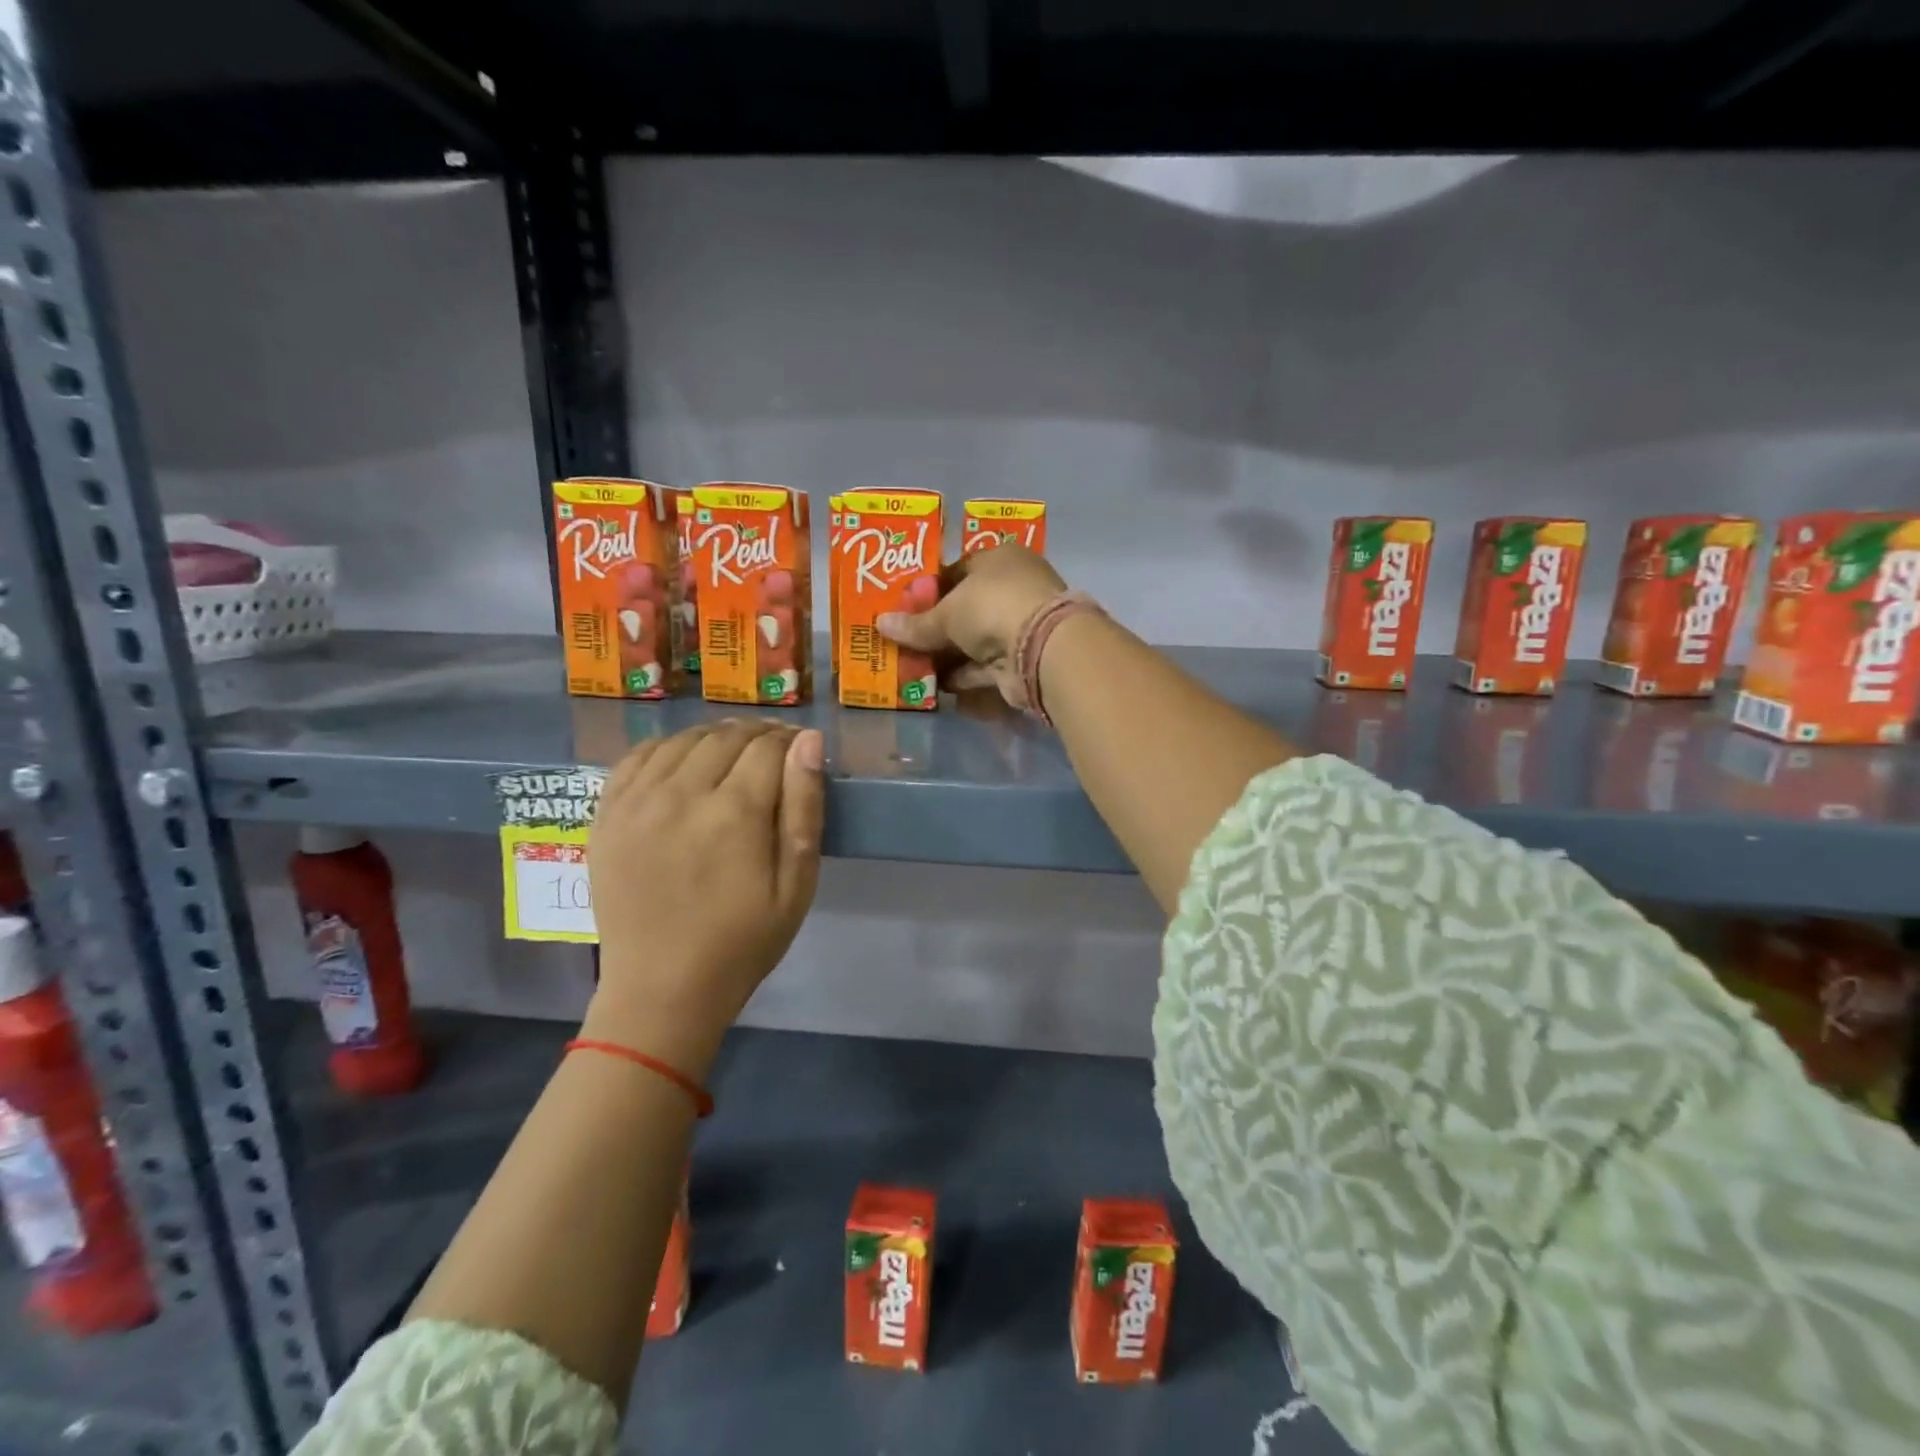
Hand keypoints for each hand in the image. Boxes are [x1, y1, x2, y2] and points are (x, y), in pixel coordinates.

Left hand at [583, 720, 824, 1076]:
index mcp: (735, 813)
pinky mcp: (606, 816)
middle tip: (772, 751)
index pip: (767, 746)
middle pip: (725, 737)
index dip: (789, 740)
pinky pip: (636, 757)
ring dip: (713, 737)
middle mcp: (681, 794)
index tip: (799, 749)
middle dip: (757, 735)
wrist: (662, 989)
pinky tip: (681, 761)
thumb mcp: (796, 884)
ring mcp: (636, 803)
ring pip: (681, 740)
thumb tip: (808, 741)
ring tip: (731, 753)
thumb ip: (804, 808)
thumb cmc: (743, 942)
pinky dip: (665, 748)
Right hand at [876, 544, 1065, 707]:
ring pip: (975, 640)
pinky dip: (963, 676)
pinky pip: (984, 667)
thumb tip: (880, 624)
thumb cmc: (991, 608)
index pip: (958, 570)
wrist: (1041, 649)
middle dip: (936, 627)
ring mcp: (1020, 626)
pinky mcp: (1021, 660)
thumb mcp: (946, 613)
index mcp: (1000, 560)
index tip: (905, 608)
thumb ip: (915, 624)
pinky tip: (935, 685)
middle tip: (904, 640)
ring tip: (911, 666)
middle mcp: (1013, 589)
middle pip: (966, 608)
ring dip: (947, 655)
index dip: (930, 590)